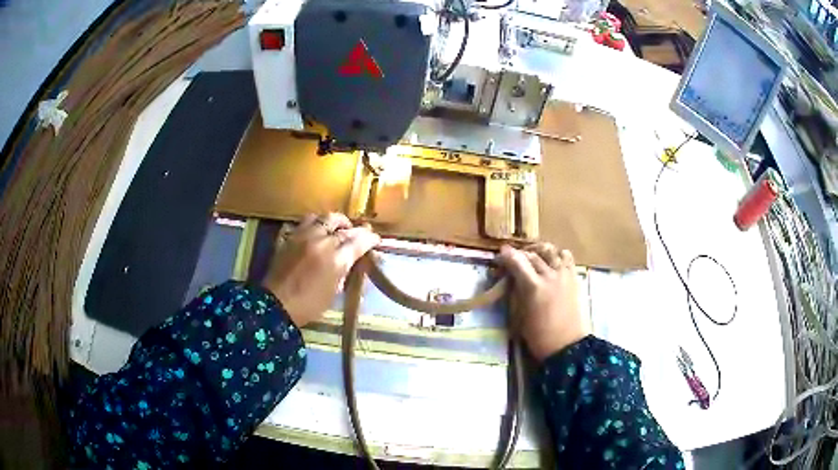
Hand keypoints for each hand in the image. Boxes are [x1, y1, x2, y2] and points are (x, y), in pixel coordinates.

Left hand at [262, 213, 379, 326]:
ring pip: (325, 218)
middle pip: (344, 227)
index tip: (375, 239)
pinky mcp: (290, 236)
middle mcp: (321, 242)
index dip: (370, 239)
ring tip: (339, 228)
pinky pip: (306, 221)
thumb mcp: (334, 293)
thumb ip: (345, 272)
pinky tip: (317, 230)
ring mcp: (304, 236)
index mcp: (336, 260)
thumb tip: (353, 261)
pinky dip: (316, 223)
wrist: (276, 305)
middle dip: (356, 229)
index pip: (359, 241)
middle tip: (360, 233)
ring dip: (336, 221)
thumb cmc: (309, 305)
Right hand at [497, 244, 589, 361]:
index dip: (506, 255)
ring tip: (533, 256)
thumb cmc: (538, 336)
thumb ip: (515, 292)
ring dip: (539, 251)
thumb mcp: (519, 315)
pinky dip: (557, 254)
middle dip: (520, 254)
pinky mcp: (574, 277)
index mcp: (533, 287)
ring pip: (550, 251)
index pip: (517, 261)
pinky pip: (566, 256)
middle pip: (532, 255)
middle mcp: (550, 275)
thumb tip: (510, 279)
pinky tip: (552, 262)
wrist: (567, 345)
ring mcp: (564, 275)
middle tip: (513, 259)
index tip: (500, 254)